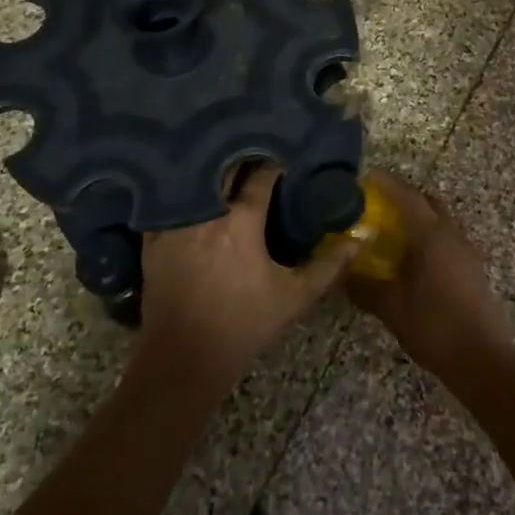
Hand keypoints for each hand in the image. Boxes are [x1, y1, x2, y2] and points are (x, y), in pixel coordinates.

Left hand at [139, 166, 357, 389]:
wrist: (184, 359)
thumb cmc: (244, 326)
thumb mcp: (295, 297)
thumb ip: (329, 265)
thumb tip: (361, 236)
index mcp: (242, 221)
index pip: (260, 177)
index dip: (273, 165)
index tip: (283, 159)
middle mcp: (206, 213)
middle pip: (223, 169)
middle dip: (240, 159)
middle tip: (255, 154)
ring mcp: (175, 223)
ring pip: (193, 181)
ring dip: (210, 170)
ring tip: (224, 164)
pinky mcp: (153, 238)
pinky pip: (167, 202)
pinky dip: (180, 192)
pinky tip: (189, 190)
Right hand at [346, 171, 514, 389]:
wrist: (484, 361)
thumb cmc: (436, 329)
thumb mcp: (392, 309)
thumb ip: (364, 287)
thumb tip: (339, 272)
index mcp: (432, 236)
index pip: (406, 196)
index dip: (385, 184)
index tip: (364, 178)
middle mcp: (452, 234)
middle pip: (426, 201)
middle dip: (402, 196)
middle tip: (375, 205)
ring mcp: (466, 249)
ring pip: (439, 218)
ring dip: (417, 216)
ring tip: (390, 230)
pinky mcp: (472, 266)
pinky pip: (447, 235)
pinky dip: (428, 233)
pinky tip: (412, 256)